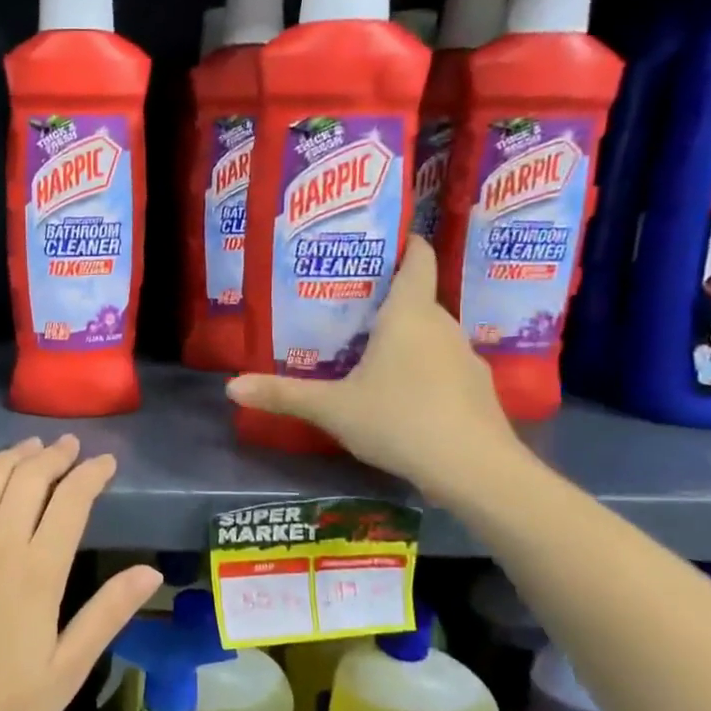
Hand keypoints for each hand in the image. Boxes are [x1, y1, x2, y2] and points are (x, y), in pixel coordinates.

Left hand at [0, 436, 161, 710]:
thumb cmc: (2, 707)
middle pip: (29, 478)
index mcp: (37, 572)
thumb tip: (151, 571)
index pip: (71, 501)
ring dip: (13, 454)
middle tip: (71, 447)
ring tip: (33, 447)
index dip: (92, 474)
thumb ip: (107, 613)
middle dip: (56, 456)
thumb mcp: (68, 669)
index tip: (106, 462)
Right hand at [225, 236, 523, 503]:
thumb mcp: (332, 408)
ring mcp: (466, 359)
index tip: (380, 240)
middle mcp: (443, 326)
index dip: (404, 243)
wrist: (475, 471)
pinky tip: (403, 397)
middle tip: (347, 308)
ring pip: (432, 335)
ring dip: (405, 338)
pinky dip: (424, 370)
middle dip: (386, 299)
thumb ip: (283, 395)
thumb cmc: (399, 420)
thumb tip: (230, 388)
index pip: (418, 259)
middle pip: (418, 299)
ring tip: (369, 352)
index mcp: (409, 314)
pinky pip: (445, 366)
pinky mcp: (479, 391)